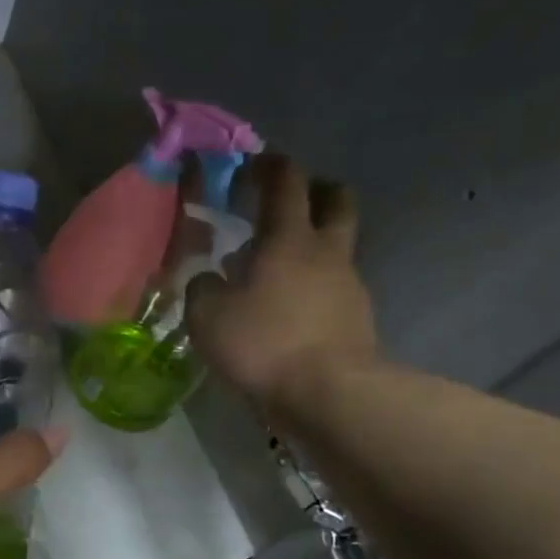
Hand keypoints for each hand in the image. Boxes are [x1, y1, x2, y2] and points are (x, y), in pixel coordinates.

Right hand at [187, 156, 377, 417]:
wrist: (328, 393)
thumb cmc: (264, 343)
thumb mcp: (208, 316)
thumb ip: (202, 289)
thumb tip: (207, 280)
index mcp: (288, 239)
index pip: (285, 181)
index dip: (268, 166)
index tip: (250, 165)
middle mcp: (326, 252)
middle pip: (336, 200)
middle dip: (315, 190)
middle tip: (288, 201)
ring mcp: (349, 284)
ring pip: (337, 246)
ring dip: (313, 244)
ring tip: (278, 268)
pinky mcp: (357, 318)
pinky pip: (335, 287)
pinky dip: (315, 286)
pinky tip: (290, 309)